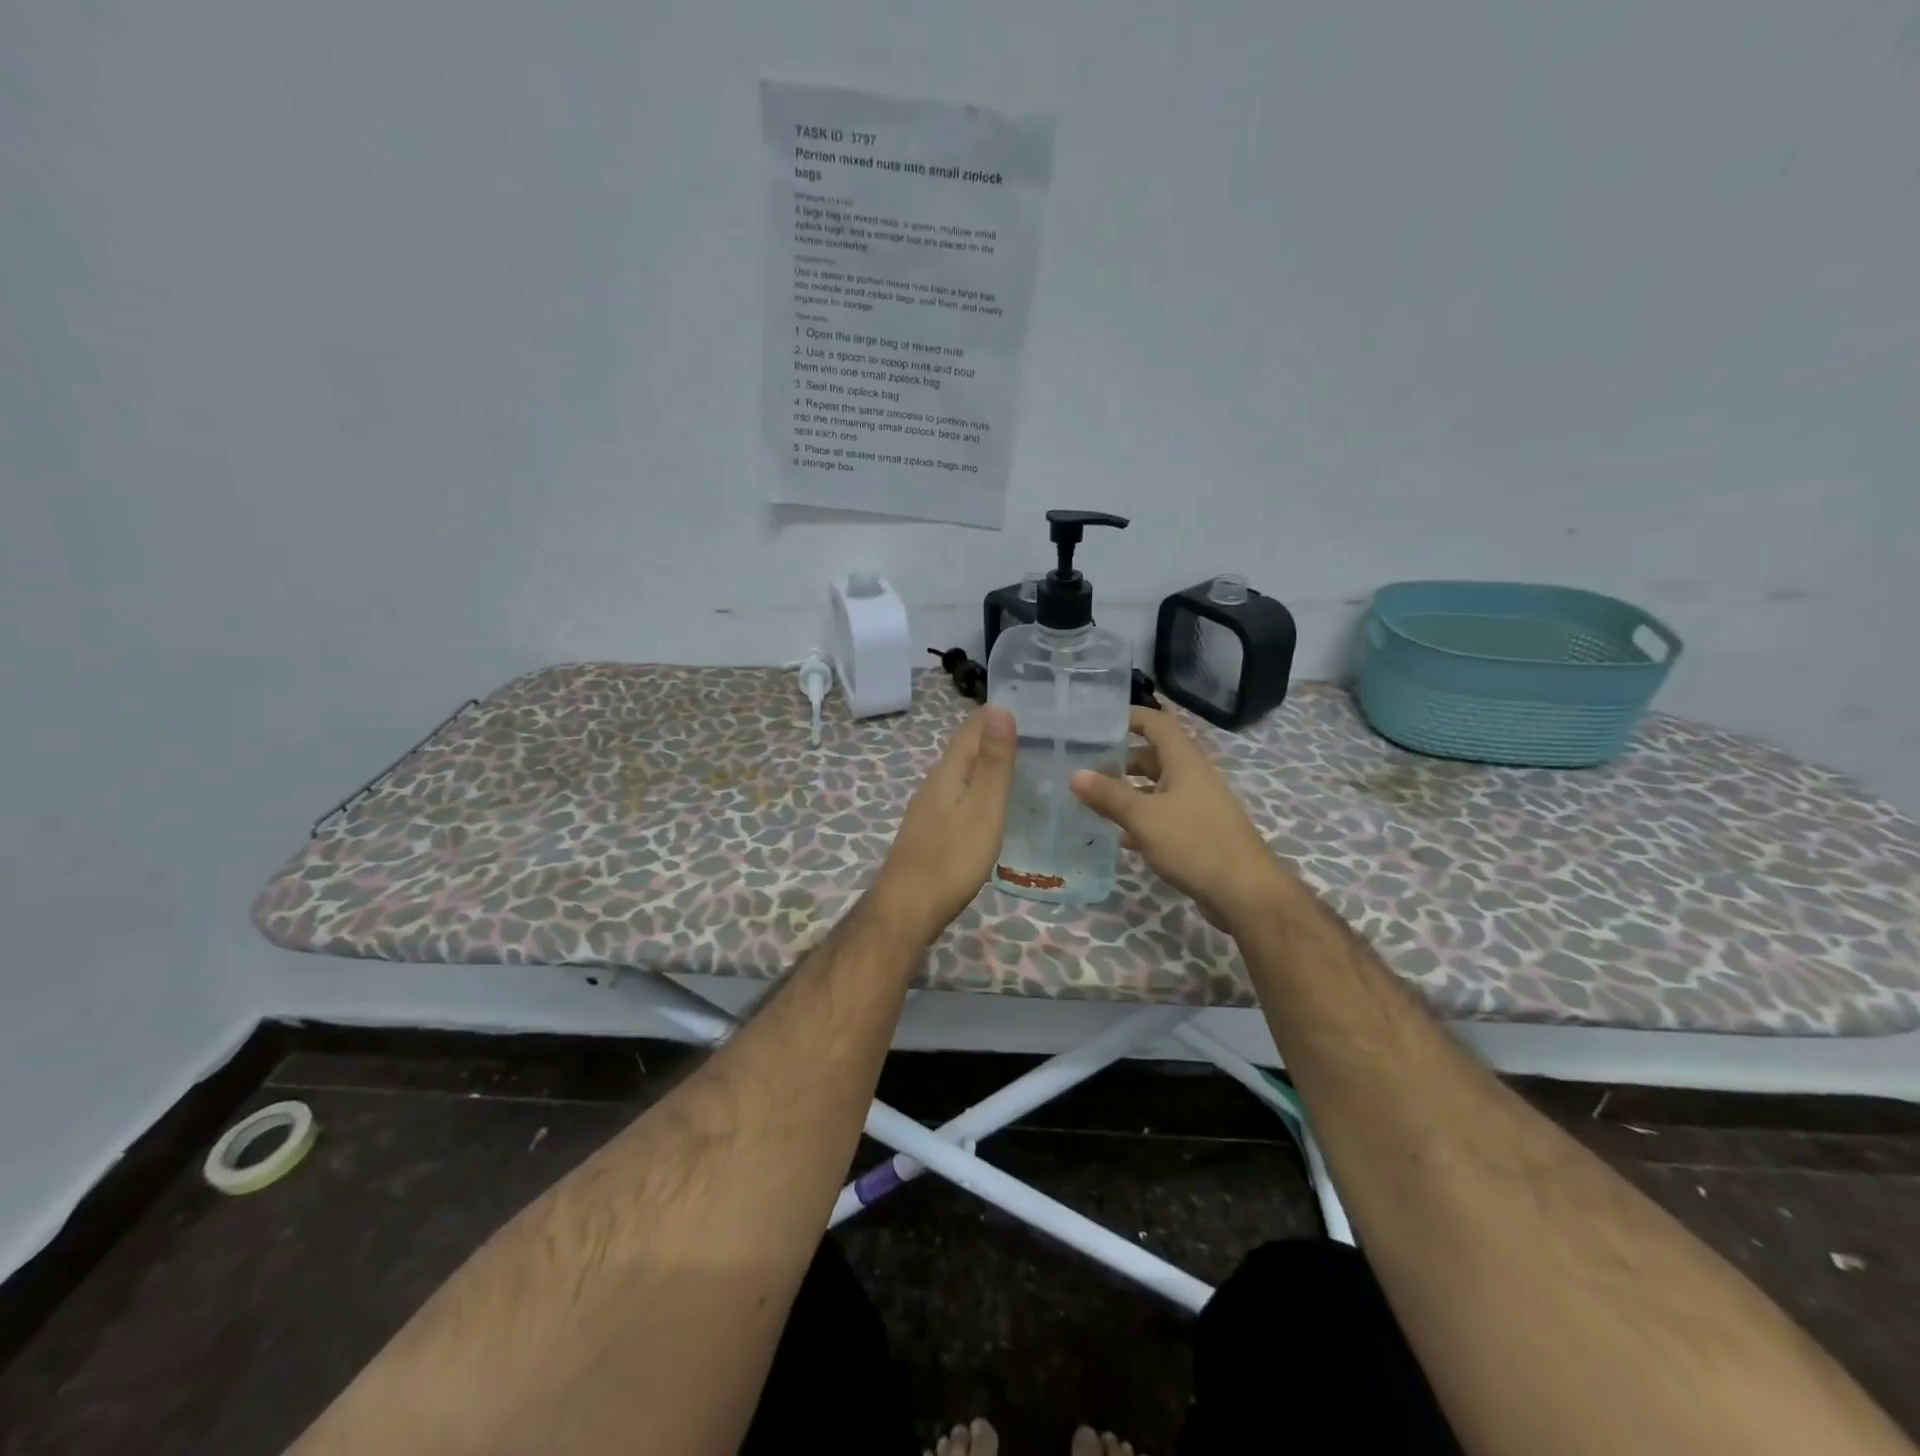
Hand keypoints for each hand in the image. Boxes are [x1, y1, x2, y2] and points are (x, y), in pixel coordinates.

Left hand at [869, 705, 1016, 944]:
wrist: (907, 908)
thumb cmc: (952, 858)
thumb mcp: (983, 808)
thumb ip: (992, 762)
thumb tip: (1000, 707)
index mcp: (948, 770)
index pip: (973, 726)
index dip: (1001, 712)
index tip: (1036, 706)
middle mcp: (935, 781)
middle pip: (967, 748)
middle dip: (998, 737)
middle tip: (1042, 736)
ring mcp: (930, 807)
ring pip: (963, 772)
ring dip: (990, 763)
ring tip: (1027, 765)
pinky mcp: (932, 829)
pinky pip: (961, 795)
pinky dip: (981, 789)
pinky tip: (997, 803)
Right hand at [1070, 706, 1286, 929]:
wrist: (1245, 892)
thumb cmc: (1194, 843)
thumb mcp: (1144, 817)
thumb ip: (1109, 795)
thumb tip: (1074, 774)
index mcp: (1183, 760)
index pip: (1155, 722)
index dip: (1127, 716)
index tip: (1095, 721)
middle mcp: (1191, 775)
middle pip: (1152, 755)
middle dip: (1119, 758)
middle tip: (1083, 765)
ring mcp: (1195, 804)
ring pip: (1155, 787)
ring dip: (1127, 791)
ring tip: (1091, 799)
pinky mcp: (1196, 831)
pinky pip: (1162, 815)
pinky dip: (1139, 819)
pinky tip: (1117, 836)